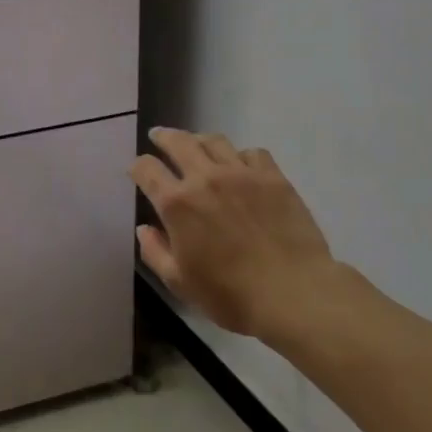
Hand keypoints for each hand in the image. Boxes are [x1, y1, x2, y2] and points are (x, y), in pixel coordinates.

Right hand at [129, 128, 341, 343]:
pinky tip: (241, 166)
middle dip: (163, 137)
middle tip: (159, 136)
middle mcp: (205, 178)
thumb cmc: (231, 295)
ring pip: (214, 140)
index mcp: (176, 203)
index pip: (146, 169)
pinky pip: (252, 152)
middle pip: (178, 142)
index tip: (137, 171)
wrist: (294, 294)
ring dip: (199, 139)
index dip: (137, 167)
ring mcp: (241, 174)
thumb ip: (155, 252)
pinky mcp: (273, 177)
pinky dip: (240, 155)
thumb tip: (144, 229)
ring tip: (197, 145)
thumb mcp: (180, 282)